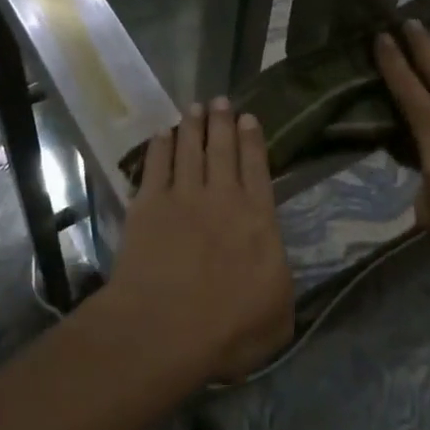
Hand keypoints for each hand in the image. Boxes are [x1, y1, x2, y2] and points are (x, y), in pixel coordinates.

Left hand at [106, 99, 293, 383]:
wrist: (164, 328)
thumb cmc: (228, 330)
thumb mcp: (279, 317)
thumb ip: (281, 283)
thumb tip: (277, 266)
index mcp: (257, 219)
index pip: (257, 168)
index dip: (253, 140)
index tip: (248, 117)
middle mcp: (222, 197)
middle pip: (222, 149)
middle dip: (222, 122)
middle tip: (219, 100)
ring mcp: (182, 196)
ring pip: (189, 149)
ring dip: (192, 126)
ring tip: (194, 107)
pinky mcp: (148, 205)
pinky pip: (155, 165)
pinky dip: (159, 147)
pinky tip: (161, 134)